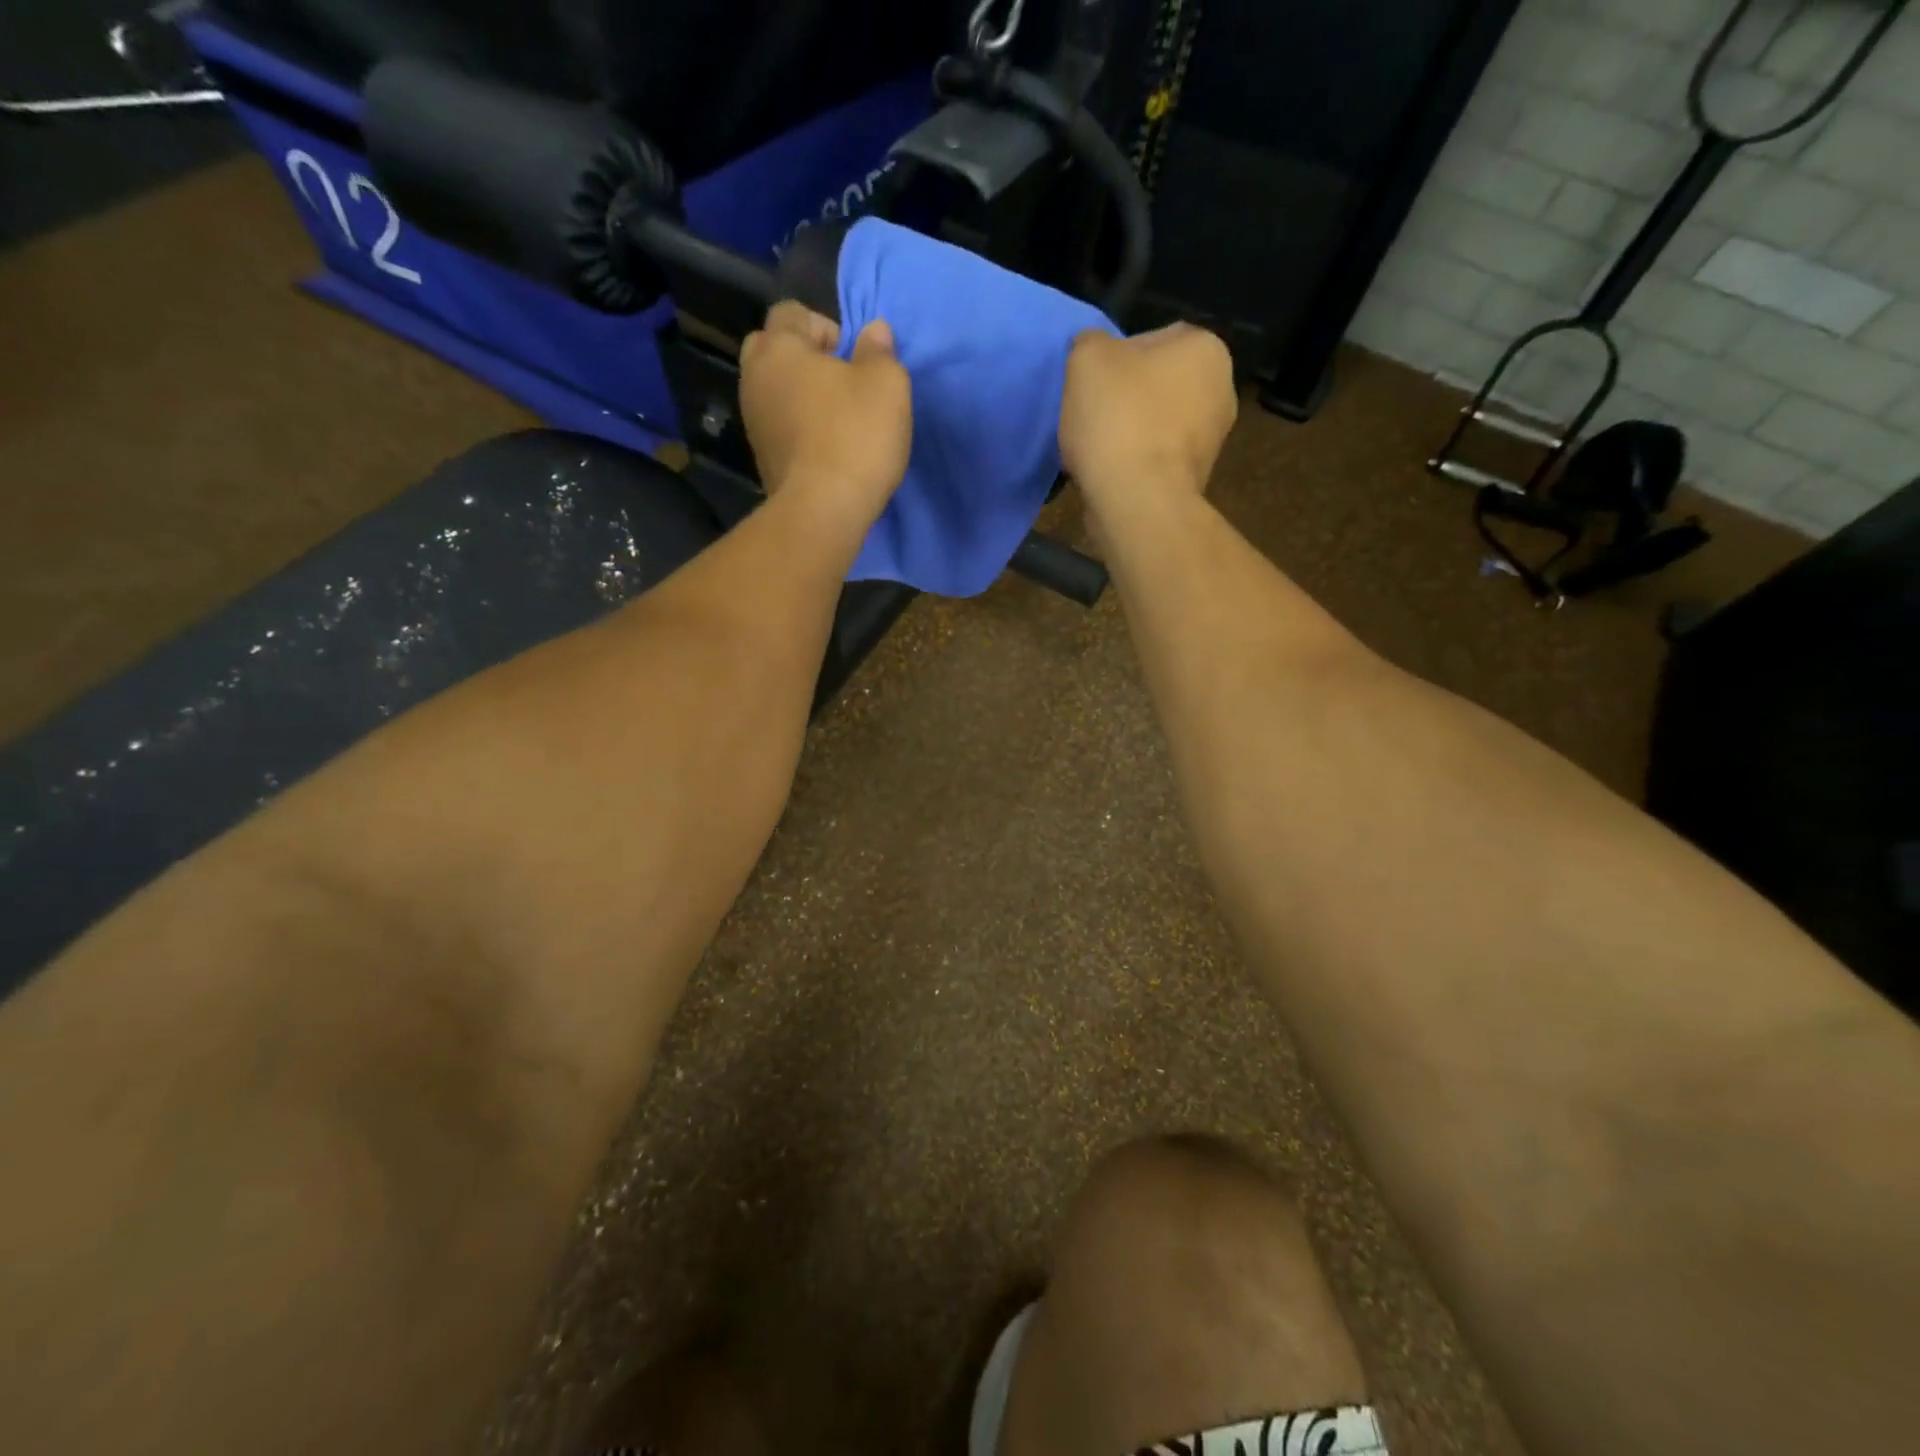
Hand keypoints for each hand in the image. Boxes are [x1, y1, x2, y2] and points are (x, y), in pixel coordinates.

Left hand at [739, 302, 911, 526]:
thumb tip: (874, 331)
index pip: (791, 312)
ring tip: (835, 418)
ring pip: (773, 390)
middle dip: (802, 357)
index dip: (824, 326)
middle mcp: (755, 378)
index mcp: (779, 348)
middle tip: (838, 382)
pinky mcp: (762, 458)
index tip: (851, 357)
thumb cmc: (856, 436)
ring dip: (800, 395)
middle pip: (772, 348)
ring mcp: (753, 421)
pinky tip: (824, 447)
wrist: (823, 511)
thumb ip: (880, 351)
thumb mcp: (886, 384)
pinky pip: (778, 425)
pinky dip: (797, 427)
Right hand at [1058, 324, 1236, 514]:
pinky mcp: (1195, 480)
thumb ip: (1091, 342)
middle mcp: (1222, 389)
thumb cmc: (1119, 418)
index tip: (1091, 385)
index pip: (1152, 338)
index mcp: (1206, 347)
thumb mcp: (1087, 357)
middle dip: (1124, 398)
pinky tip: (1110, 475)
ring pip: (1154, 425)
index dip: (1114, 359)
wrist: (1138, 501)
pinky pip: (1155, 460)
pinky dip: (1133, 464)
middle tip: (1091, 416)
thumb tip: (1095, 352)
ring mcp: (1212, 440)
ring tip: (1095, 450)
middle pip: (1155, 384)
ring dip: (1126, 434)